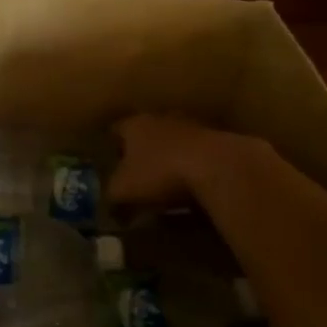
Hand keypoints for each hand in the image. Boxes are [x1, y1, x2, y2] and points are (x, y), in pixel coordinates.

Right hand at [108, 113, 241, 207]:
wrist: (217, 168)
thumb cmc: (159, 173)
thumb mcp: (124, 191)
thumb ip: (112, 197)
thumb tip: (111, 208)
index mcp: (134, 124)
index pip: (115, 130)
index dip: (110, 148)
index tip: (108, 164)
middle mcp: (161, 119)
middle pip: (146, 134)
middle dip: (141, 153)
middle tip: (136, 176)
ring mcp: (192, 127)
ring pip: (173, 143)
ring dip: (169, 160)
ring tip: (165, 186)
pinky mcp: (217, 142)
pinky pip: (197, 156)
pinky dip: (192, 169)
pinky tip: (192, 189)